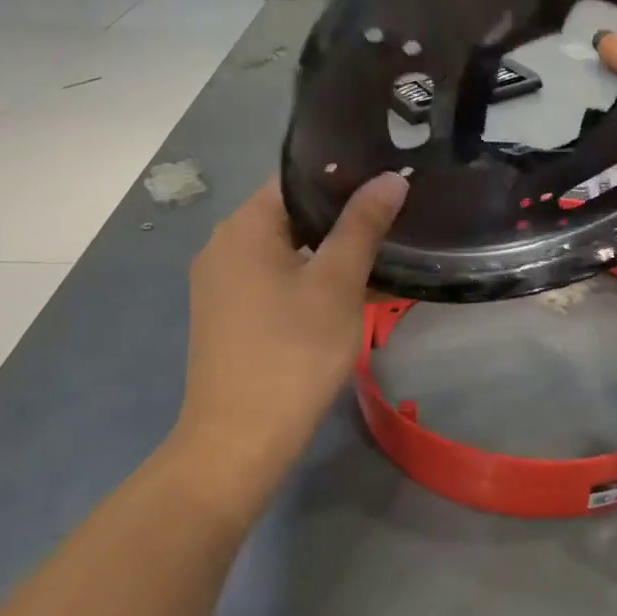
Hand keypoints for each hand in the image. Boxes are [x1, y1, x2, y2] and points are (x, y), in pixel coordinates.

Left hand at [165, 173, 407, 515]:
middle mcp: (223, 246)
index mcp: (243, 227)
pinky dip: (310, 277)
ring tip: (381, 252)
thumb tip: (390, 178)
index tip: (387, 180)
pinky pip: (275, 278)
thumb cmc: (293, 351)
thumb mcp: (337, 284)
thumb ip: (362, 226)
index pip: (296, 179)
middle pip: (291, 213)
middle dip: (342, 216)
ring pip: (286, 249)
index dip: (343, 175)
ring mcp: (221, 283)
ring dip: (329, 250)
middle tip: (394, 217)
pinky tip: (349, 291)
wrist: (240, 440)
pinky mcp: (229, 314)